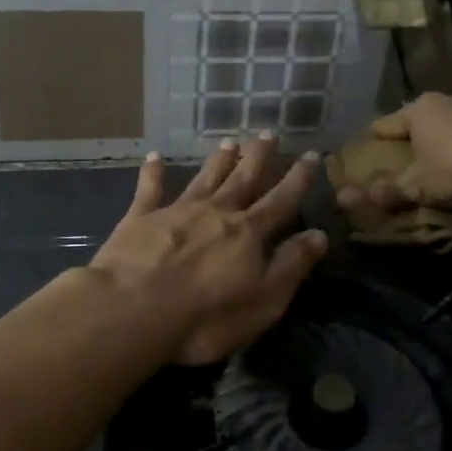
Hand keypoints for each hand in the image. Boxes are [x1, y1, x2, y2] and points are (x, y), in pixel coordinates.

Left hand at [91, 134, 327, 364]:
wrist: (132, 312)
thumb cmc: (206, 317)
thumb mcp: (264, 301)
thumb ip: (291, 266)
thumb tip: (319, 235)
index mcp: (248, 233)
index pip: (281, 201)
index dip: (298, 179)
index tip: (311, 155)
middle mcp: (215, 212)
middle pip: (242, 179)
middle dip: (259, 157)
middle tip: (269, 133)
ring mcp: (176, 212)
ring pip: (204, 179)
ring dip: (218, 161)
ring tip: (230, 142)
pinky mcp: (139, 219)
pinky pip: (149, 190)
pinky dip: (152, 173)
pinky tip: (154, 157)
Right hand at [334, 93, 451, 213]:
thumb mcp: (417, 184)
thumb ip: (388, 190)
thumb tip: (346, 199)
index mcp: (418, 110)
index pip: (387, 123)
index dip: (375, 136)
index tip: (367, 145)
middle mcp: (445, 102)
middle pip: (420, 119)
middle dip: (412, 136)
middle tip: (403, 154)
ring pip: (450, 123)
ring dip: (443, 139)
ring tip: (437, 158)